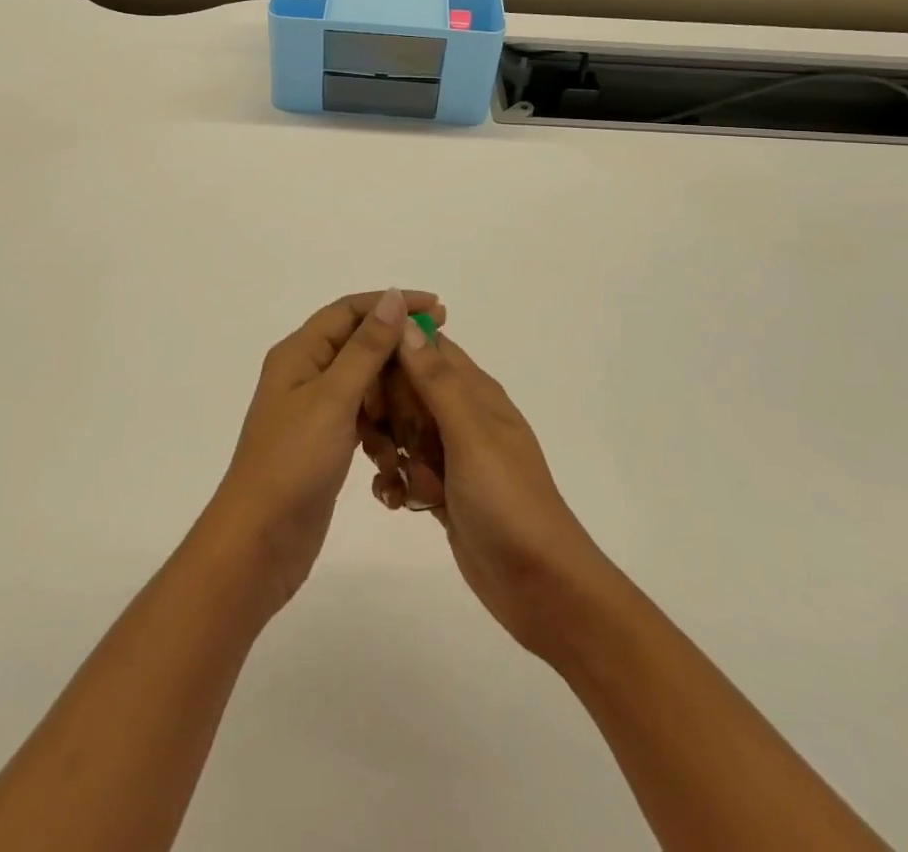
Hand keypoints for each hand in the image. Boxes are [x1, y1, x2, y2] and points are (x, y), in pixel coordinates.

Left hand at [208, 288, 445, 610]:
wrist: (260, 541)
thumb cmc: (293, 461)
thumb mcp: (333, 397)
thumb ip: (366, 347)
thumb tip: (393, 297)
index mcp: (299, 353)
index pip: (350, 310)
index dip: (392, 304)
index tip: (436, 308)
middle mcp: (305, 373)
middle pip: (357, 342)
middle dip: (397, 344)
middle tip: (442, 347)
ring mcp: (314, 409)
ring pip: (363, 381)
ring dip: (393, 383)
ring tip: (430, 389)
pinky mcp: (325, 441)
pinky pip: (361, 414)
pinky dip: (384, 417)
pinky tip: (407, 429)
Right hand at [363, 323, 614, 665]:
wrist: (541, 586)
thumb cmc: (508, 500)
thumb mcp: (470, 434)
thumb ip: (436, 380)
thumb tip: (407, 321)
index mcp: (475, 391)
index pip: (427, 348)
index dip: (395, 352)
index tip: (366, 373)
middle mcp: (463, 416)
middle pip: (408, 390)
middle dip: (386, 409)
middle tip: (379, 435)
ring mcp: (454, 455)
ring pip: (403, 432)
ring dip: (389, 449)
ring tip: (393, 474)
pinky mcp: (444, 491)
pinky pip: (409, 471)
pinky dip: (398, 482)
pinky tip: (397, 502)